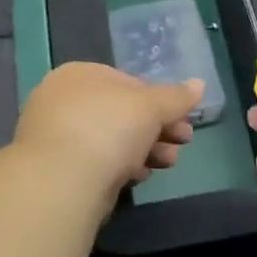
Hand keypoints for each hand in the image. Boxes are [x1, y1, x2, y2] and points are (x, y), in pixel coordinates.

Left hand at [14, 62, 202, 203]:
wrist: (62, 182)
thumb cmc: (108, 128)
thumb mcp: (150, 106)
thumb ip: (176, 97)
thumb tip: (199, 83)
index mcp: (80, 74)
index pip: (128, 82)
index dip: (160, 101)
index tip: (184, 120)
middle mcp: (63, 100)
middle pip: (122, 113)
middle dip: (158, 128)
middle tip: (183, 142)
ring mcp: (57, 136)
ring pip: (112, 139)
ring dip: (146, 149)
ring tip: (168, 163)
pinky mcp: (58, 170)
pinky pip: (98, 162)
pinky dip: (122, 166)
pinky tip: (140, 176)